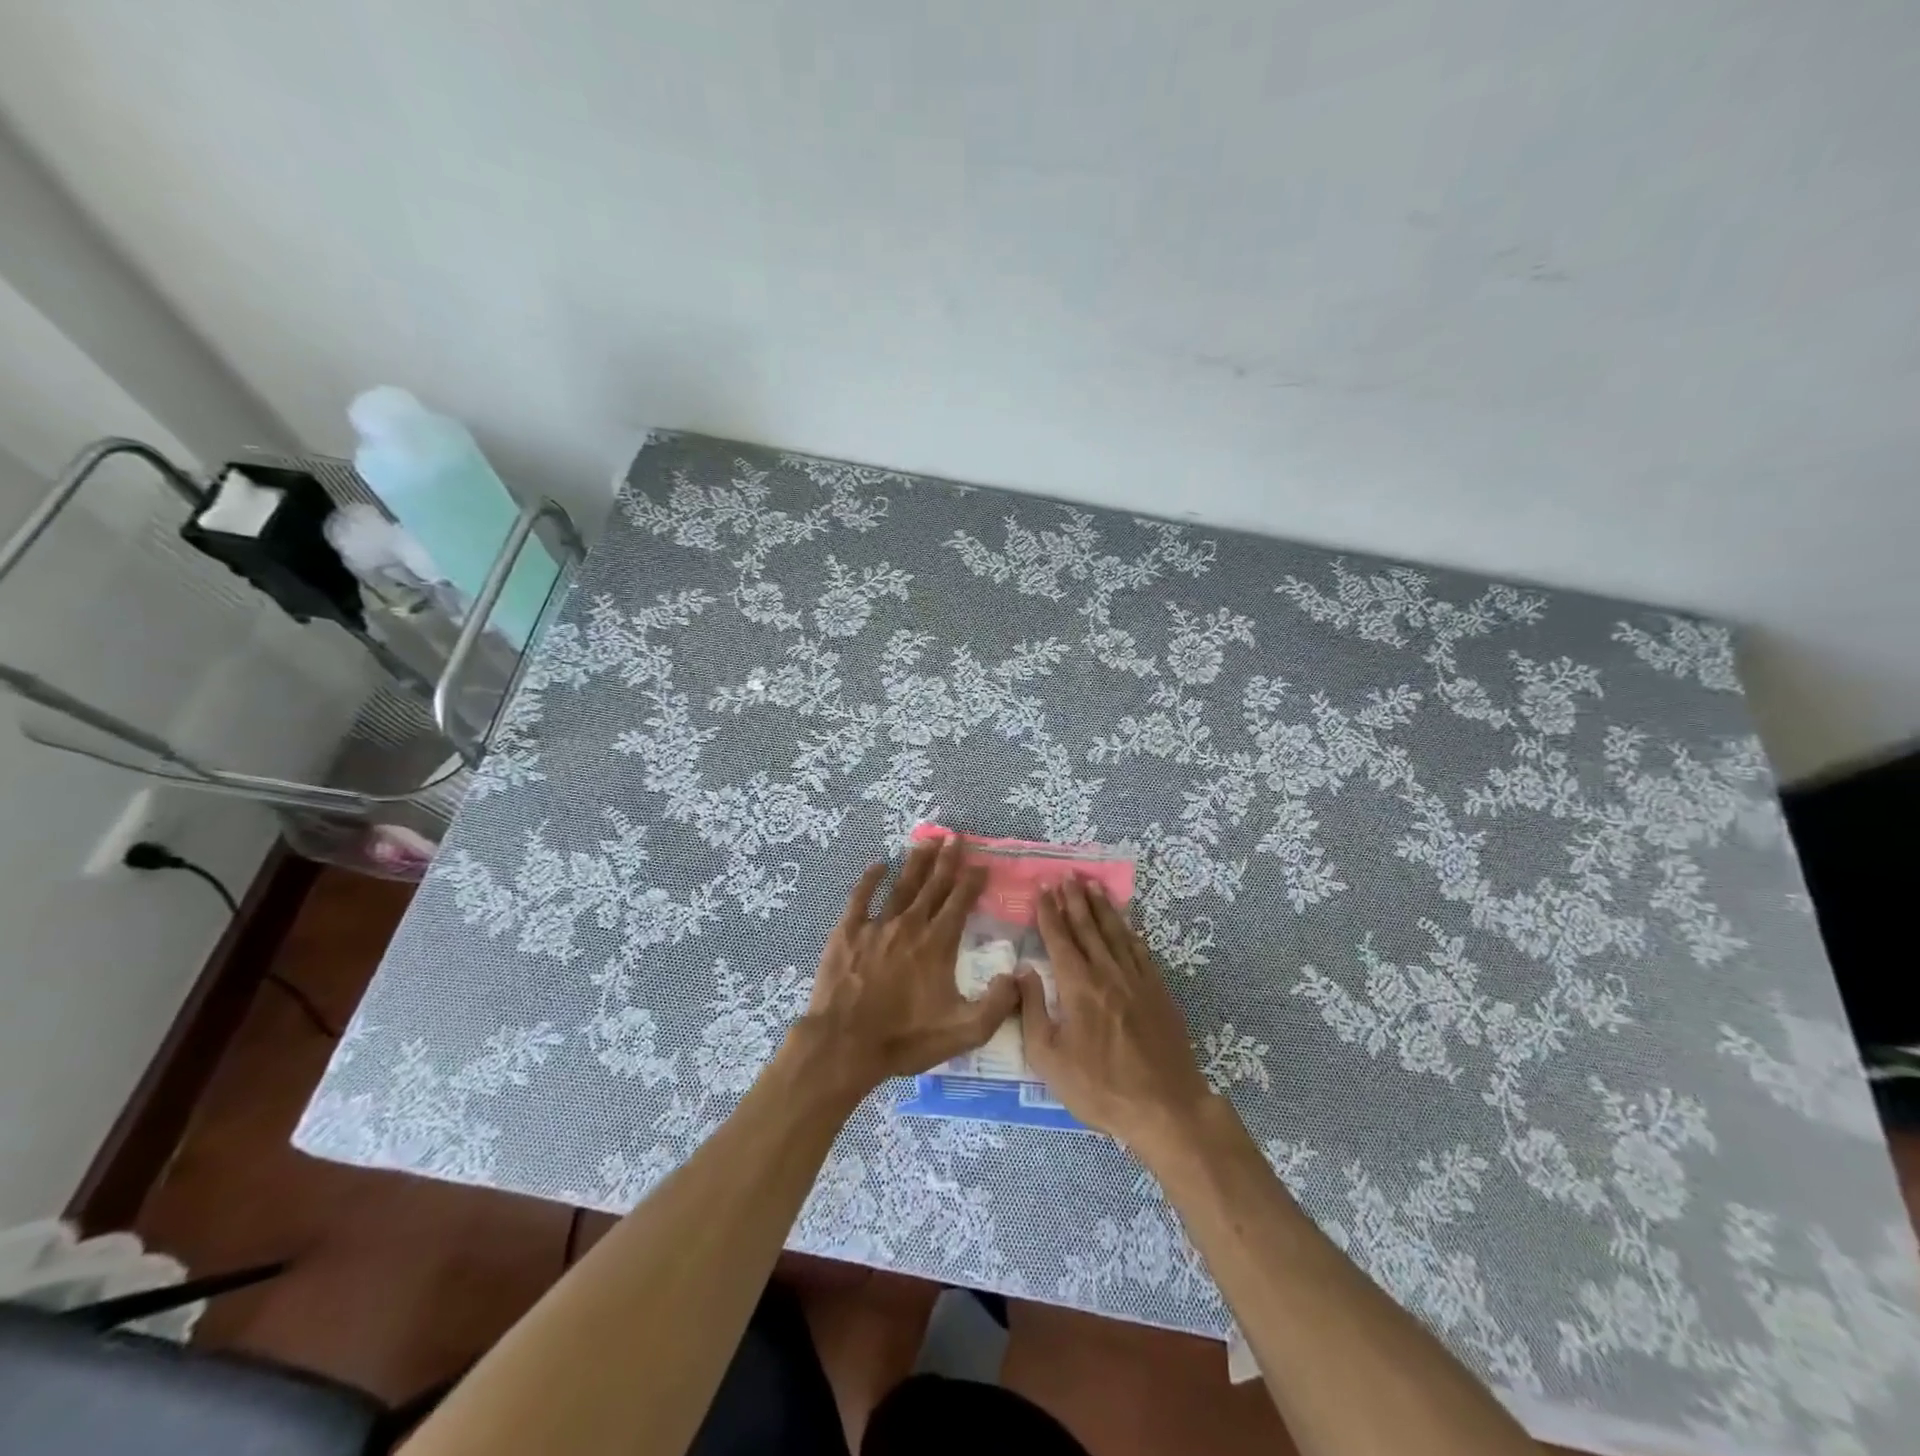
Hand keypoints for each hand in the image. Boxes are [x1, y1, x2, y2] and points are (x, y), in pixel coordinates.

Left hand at [796, 835, 1019, 1100]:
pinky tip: (878, 865)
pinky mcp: (847, 932)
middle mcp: (910, 925)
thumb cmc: (905, 1038)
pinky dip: (870, 879)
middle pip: (933, 886)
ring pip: (901, 886)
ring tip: (927, 841)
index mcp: (937, 944)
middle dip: (947, 860)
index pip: (960, 903)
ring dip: (916, 863)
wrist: (845, 1044)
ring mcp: (876, 926)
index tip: (982, 864)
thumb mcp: (964, 1031)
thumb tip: (1017, 976)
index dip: (972, 881)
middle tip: (956, 837)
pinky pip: (860, 898)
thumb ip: (997, 1005)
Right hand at [1018, 877, 1214, 1148]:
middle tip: (1066, 875)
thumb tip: (1022, 971)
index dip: (1050, 912)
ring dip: (1102, 907)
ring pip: (1116, 933)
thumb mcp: (1048, 1057)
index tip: (1043, 888)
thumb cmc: (1098, 1086)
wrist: (1164, 1107)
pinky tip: (1126, 925)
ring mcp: (1137, 979)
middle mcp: (1107, 972)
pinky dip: (1130, 932)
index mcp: (1077, 985)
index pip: (1060, 938)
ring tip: (1092, 886)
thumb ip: (1032, 1010)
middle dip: (1075, 899)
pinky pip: (1141, 951)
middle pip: (1088, 927)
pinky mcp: (1158, 992)